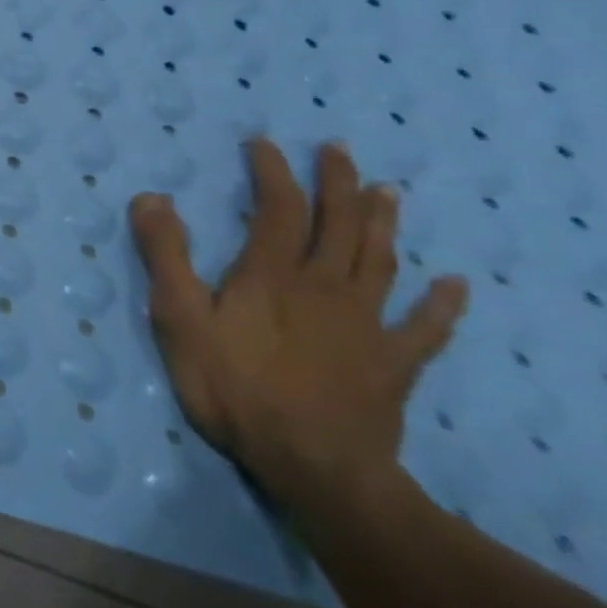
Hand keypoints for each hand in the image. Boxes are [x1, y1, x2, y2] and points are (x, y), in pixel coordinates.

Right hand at [129, 140, 468, 519]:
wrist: (312, 465)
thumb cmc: (234, 386)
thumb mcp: (178, 317)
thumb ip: (165, 255)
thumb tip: (152, 196)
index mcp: (272, 274)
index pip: (279, 208)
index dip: (273, 171)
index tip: (264, 143)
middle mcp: (325, 287)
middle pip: (338, 225)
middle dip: (338, 183)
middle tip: (338, 148)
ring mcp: (366, 325)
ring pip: (379, 262)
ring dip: (383, 223)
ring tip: (387, 192)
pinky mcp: (392, 363)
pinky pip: (424, 328)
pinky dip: (442, 304)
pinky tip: (454, 285)